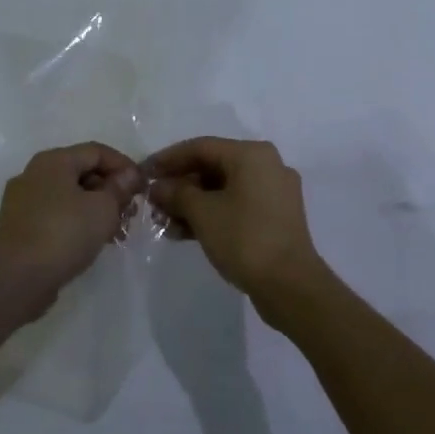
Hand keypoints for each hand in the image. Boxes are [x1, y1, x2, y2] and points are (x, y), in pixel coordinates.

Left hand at [0, 142, 141, 317]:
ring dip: (96, 209)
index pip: (96, 151)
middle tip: (130, 212)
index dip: (123, 165)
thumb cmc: (64, 233)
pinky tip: (92, 242)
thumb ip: (119, 188)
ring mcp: (22, 201)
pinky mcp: (18, 227)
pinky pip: (55, 215)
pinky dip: (76, 222)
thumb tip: (128, 175)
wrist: (16, 279)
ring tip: (116, 232)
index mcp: (53, 161)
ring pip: (68, 196)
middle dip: (110, 190)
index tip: (142, 187)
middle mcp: (34, 174)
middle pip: (81, 172)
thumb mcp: (103, 208)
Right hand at [148, 137, 325, 322]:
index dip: (168, 159)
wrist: (291, 286)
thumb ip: (177, 194)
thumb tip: (158, 187)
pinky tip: (184, 233)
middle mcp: (267, 166)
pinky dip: (212, 215)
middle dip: (180, 185)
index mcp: (252, 154)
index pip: (201, 147)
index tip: (143, 172)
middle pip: (213, 167)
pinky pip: (236, 206)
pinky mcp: (275, 218)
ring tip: (164, 223)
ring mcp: (274, 193)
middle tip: (153, 202)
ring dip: (192, 204)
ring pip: (224, 189)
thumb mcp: (203, 213)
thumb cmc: (244, 238)